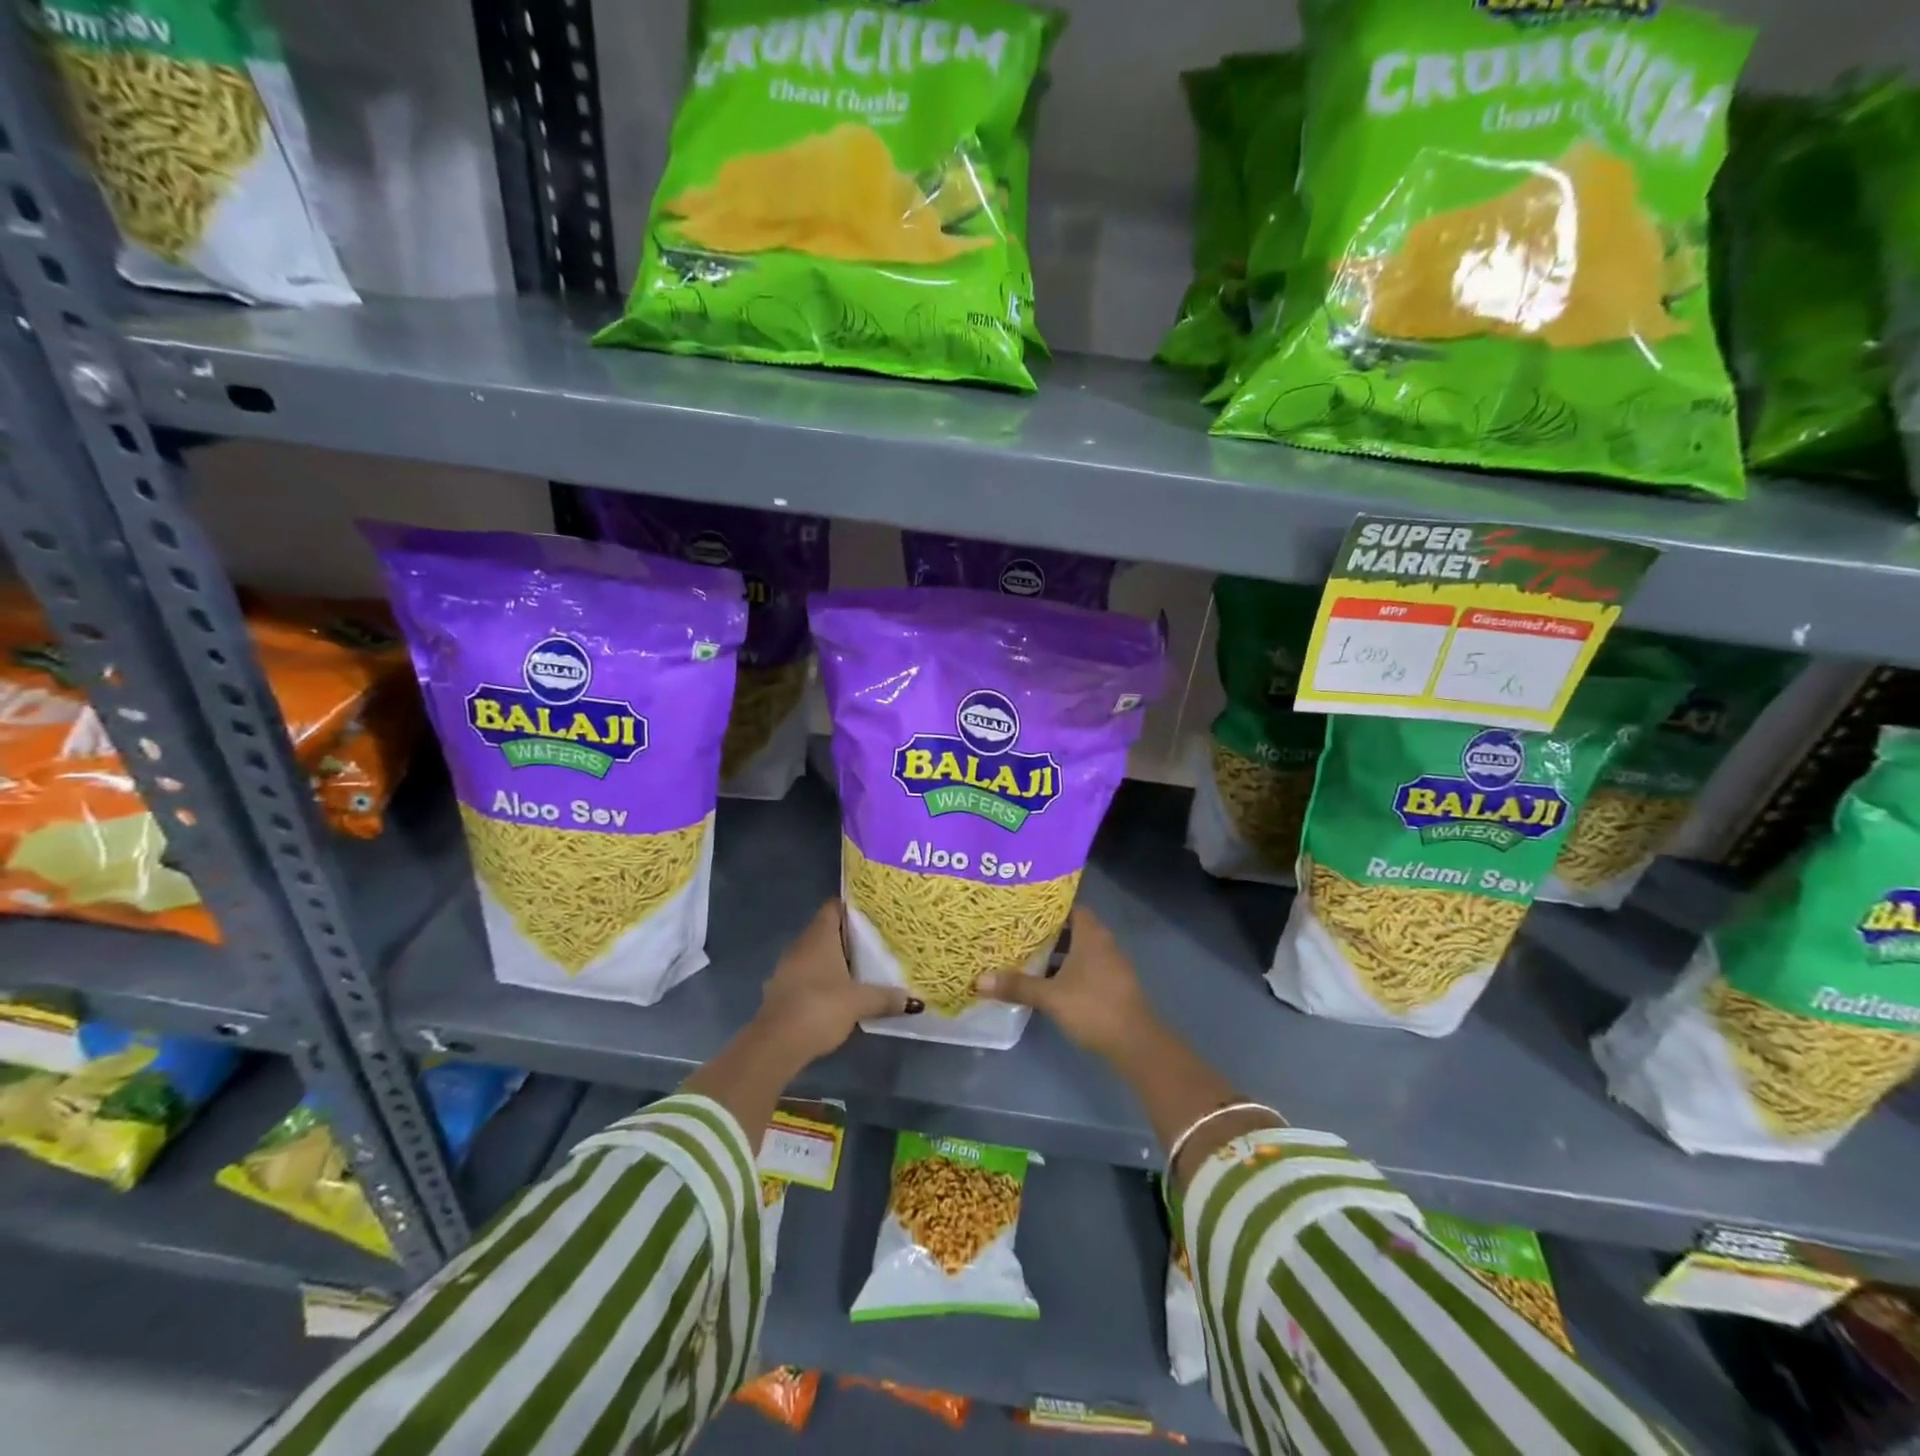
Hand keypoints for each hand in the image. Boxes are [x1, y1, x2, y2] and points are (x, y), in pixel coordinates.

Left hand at [753, 899, 920, 1067]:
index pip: (833, 907)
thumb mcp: (860, 1002)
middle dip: (848, 937)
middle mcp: (800, 945)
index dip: (851, 907)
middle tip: (875, 942)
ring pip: (814, 955)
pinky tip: (837, 994)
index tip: (872, 914)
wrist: (776, 1044)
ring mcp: (786, 968)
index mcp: (819, 936)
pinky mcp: (780, 991)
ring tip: (861, 969)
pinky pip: (805, 976)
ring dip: (834, 961)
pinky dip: (821, 980)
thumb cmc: (820, 1008)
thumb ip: (886, 997)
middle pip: (825, 931)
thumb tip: (913, 1000)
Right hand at [974, 906, 1157, 1060]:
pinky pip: (1086, 966)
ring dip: (1058, 951)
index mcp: (1091, 935)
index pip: (1071, 906)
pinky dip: (1068, 968)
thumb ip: (1017, 986)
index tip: (1025, 906)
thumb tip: (979, 980)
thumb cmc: (1093, 1008)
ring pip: (1080, 948)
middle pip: (1074, 927)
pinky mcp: (1112, 984)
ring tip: (1027, 952)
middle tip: (1019, 929)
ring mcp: (1111, 964)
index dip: (1050, 905)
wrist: (1135, 1043)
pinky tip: (1048, 980)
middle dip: (1048, 929)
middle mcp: (1103, 943)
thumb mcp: (1050, 997)